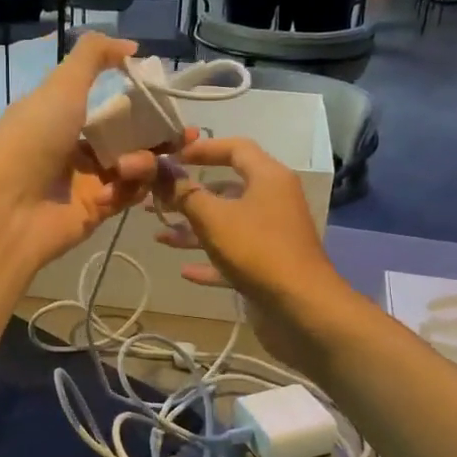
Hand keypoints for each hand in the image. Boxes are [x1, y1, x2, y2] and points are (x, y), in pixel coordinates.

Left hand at [0, 33, 177, 268]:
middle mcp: (73, 147)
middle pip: (127, 136)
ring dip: (145, 160)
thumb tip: (129, 46)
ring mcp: (85, 181)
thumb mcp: (60, 86)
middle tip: (184, 132)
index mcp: (59, 116)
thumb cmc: (31, 141)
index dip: (137, 98)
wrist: (8, 212)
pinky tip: (120, 186)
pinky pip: (128, 194)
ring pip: (132, 165)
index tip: (163, 93)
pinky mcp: (96, 211)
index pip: (106, 103)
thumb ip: (93, 56)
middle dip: (157, 133)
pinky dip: (132, 187)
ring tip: (138, 164)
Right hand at [152, 137, 351, 369]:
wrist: (301, 308)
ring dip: (194, 229)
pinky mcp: (267, 266)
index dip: (202, 148)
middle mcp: (273, 201)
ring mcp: (271, 235)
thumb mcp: (213, 218)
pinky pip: (233, 255)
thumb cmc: (257, 250)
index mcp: (268, 178)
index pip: (235, 148)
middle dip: (190, 194)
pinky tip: (185, 271)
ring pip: (227, 224)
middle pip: (227, 188)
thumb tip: (161, 171)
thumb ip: (184, 193)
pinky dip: (210, 260)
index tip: (171, 157)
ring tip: (159, 235)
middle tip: (156, 200)